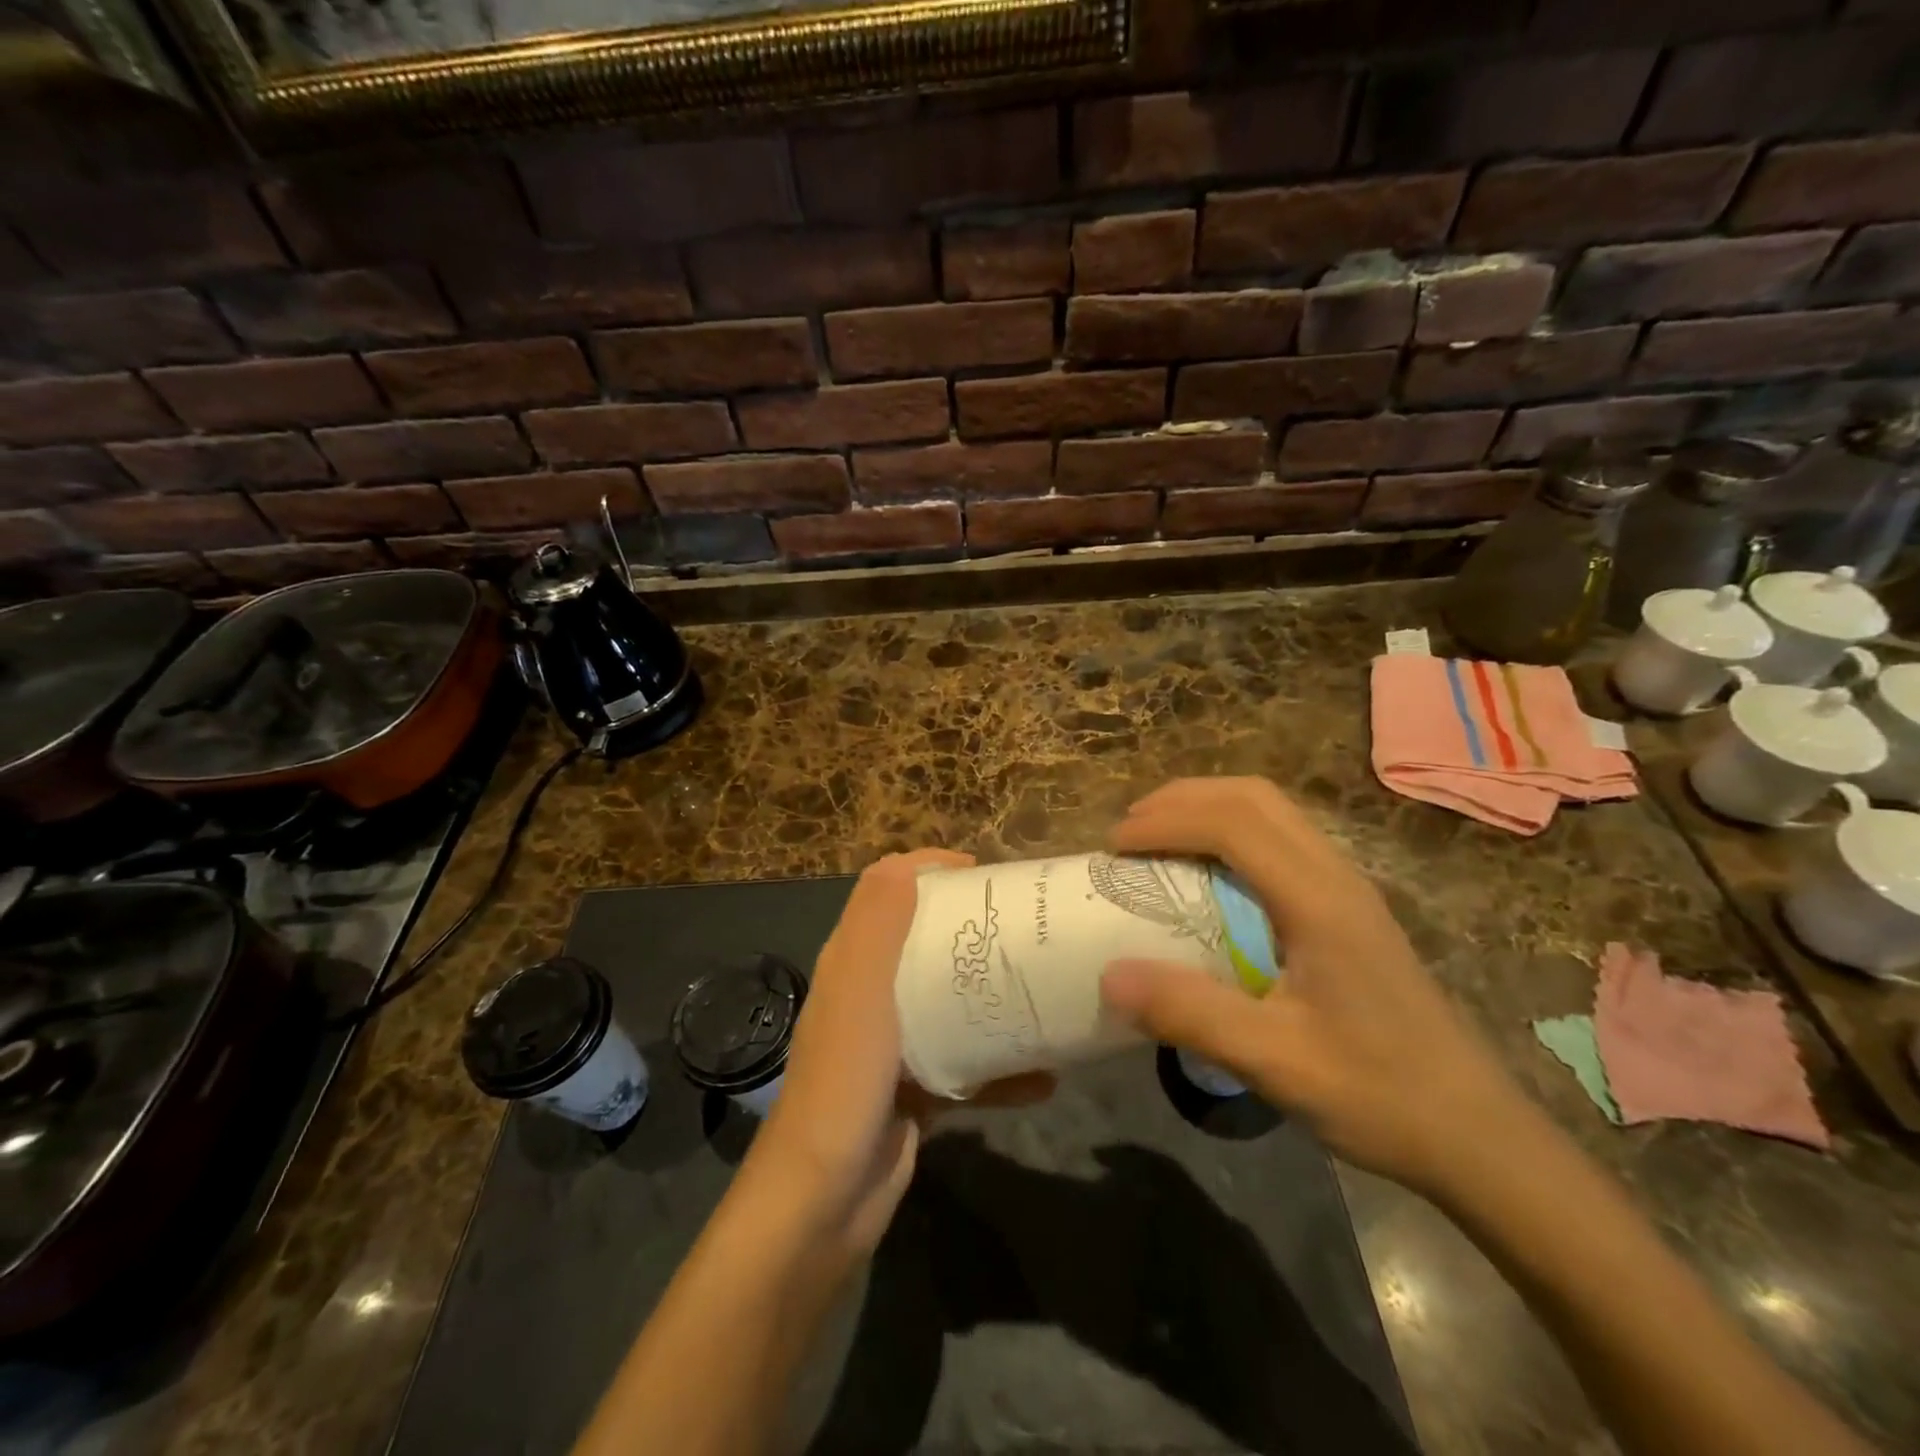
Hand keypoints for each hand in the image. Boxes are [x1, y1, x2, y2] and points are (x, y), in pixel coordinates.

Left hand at [748, 850, 1051, 1253]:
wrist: (823, 1203)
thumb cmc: (844, 1082)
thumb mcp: (859, 991)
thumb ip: (878, 923)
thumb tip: (910, 862)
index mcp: (852, 961)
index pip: (886, 890)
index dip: (929, 870)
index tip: (984, 874)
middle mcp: (870, 994)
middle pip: (924, 940)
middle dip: (972, 926)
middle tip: (1026, 926)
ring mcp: (893, 1045)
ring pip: (949, 1001)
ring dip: (992, 993)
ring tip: (1044, 988)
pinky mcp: (915, 1091)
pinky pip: (965, 1065)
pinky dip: (1001, 1069)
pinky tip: (1044, 1077)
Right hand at [1098, 778, 1528, 1198]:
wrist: (1478, 1136)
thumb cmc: (1381, 1095)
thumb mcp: (1277, 1062)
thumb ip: (1192, 1014)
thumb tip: (1108, 975)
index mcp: (1319, 900)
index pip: (1233, 823)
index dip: (1166, 821)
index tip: (1113, 846)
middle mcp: (1335, 876)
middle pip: (1253, 797)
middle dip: (1182, 799)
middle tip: (1129, 830)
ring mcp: (1346, 888)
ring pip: (1270, 811)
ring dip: (1207, 809)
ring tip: (1156, 840)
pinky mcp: (1347, 908)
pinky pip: (1280, 840)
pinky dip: (1229, 833)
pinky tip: (1207, 876)